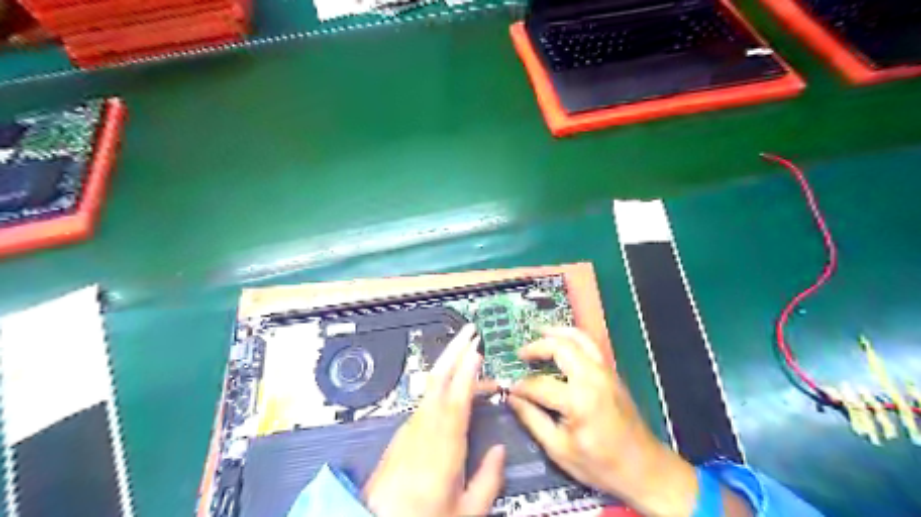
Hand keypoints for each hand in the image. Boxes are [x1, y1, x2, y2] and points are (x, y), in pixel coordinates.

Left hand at [361, 325, 503, 513]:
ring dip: (451, 366)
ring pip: (431, 386)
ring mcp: (409, 427)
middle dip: (454, 349)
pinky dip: (443, 384)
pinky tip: (454, 386)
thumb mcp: (465, 511)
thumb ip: (488, 480)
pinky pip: (426, 399)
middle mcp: (423, 428)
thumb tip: (500, 452)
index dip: (468, 370)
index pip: (457, 397)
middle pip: (437, 378)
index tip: (477, 350)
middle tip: (470, 331)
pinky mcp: (402, 432)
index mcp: (442, 446)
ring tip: (473, 358)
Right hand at [503, 328, 697, 516]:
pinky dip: (572, 338)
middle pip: (561, 347)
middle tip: (521, 354)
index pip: (540, 384)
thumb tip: (513, 398)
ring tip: (539, 332)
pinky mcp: (612, 373)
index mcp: (579, 401)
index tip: (511, 389)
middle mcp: (593, 378)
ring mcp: (605, 372)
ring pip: (579, 338)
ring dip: (557, 333)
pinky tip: (561, 343)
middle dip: (537, 347)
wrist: (645, 468)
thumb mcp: (559, 449)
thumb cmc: (601, 465)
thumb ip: (532, 419)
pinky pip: (590, 345)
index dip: (522, 386)